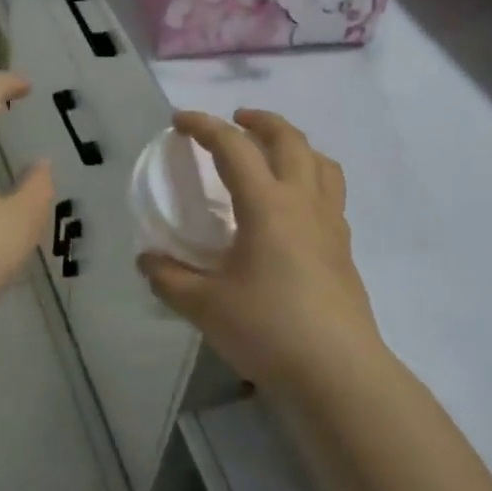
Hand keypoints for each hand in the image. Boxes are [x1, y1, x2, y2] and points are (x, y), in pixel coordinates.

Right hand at [138, 110, 383, 390]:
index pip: (234, 147)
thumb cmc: (268, 329)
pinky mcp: (344, 247)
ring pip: (321, 162)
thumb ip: (170, 278)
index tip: (180, 121)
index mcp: (267, 205)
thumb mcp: (205, 306)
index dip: (204, 126)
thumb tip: (147, 261)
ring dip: (295, 145)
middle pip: (289, 139)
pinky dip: (311, 178)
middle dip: (260, 120)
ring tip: (274, 154)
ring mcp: (331, 223)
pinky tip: (294, 208)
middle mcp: (303, 202)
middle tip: (236, 120)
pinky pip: (331, 193)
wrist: (337, 370)